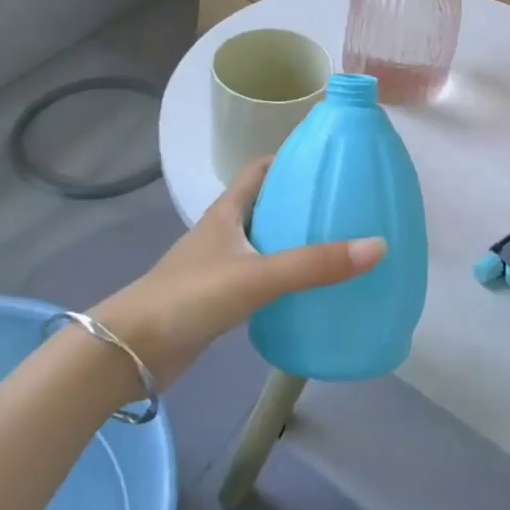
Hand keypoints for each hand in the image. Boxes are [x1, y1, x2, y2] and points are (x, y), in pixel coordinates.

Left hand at [94, 158, 384, 384]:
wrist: (132, 351)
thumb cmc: (191, 296)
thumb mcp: (258, 275)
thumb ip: (314, 264)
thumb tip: (378, 246)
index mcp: (228, 210)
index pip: (261, 168)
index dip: (291, 158)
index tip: (328, 161)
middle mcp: (224, 230)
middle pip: (266, 203)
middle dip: (301, 201)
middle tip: (345, 206)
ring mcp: (219, 264)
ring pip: (264, 240)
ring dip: (293, 239)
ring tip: (336, 244)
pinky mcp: (218, 297)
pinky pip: (260, 274)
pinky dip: (283, 274)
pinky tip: (308, 288)